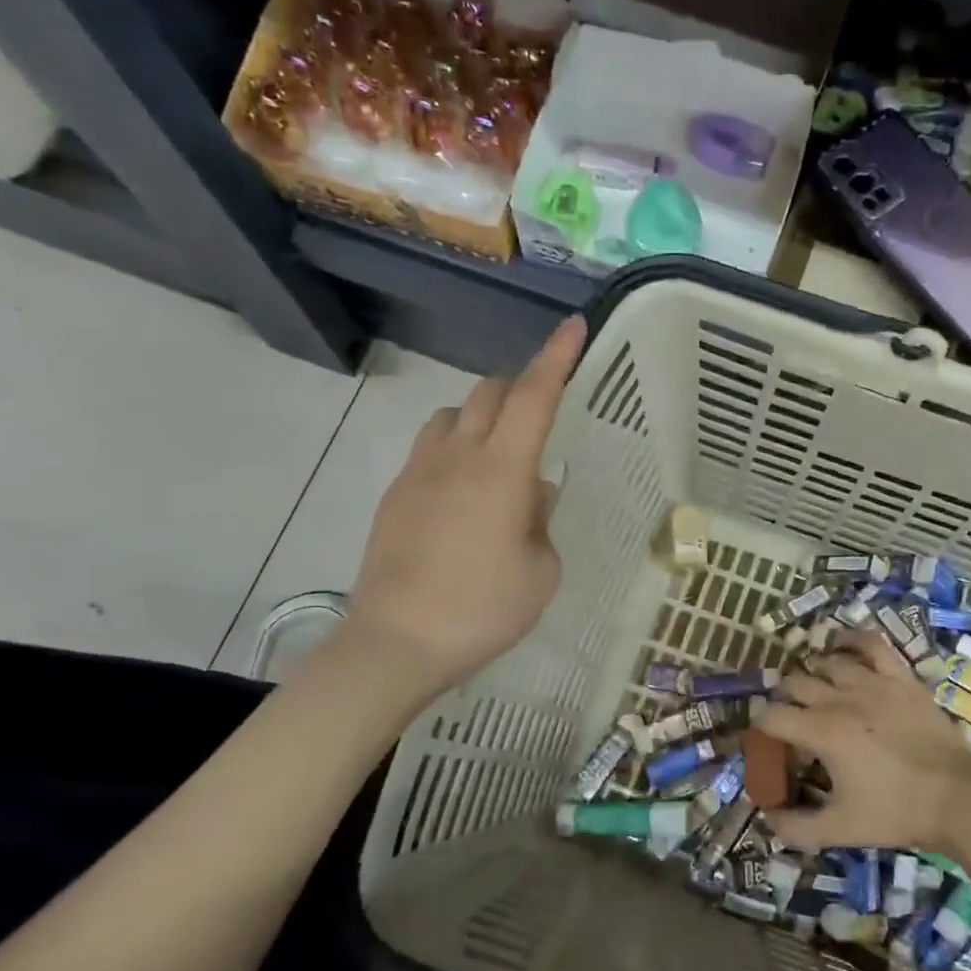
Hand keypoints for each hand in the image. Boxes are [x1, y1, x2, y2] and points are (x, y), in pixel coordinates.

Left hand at [344, 316, 584, 691]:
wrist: (396, 643)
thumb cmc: (484, 609)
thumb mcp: (541, 569)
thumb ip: (541, 521)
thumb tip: (532, 493)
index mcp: (502, 470)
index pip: (534, 396)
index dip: (556, 357)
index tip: (574, 328)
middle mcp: (457, 455)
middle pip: (490, 392)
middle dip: (522, 386)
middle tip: (545, 412)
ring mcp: (419, 471)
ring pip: (453, 413)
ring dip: (483, 415)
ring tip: (501, 453)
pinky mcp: (395, 493)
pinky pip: (431, 446)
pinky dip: (456, 445)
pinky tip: (465, 490)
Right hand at [757, 631, 970, 854]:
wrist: (958, 798)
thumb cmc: (897, 813)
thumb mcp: (840, 829)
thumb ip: (796, 828)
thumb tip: (767, 819)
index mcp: (822, 732)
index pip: (771, 716)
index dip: (757, 727)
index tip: (761, 740)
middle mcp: (841, 698)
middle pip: (795, 683)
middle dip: (784, 700)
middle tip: (790, 722)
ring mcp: (874, 682)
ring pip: (828, 662)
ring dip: (814, 675)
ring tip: (816, 692)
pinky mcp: (901, 678)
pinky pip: (872, 645)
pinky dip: (852, 640)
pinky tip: (842, 644)